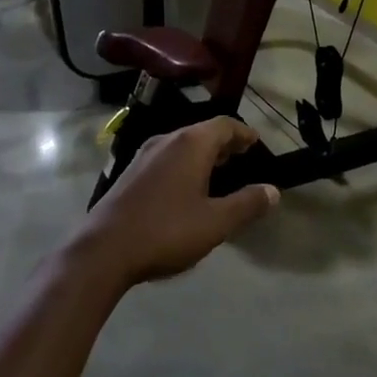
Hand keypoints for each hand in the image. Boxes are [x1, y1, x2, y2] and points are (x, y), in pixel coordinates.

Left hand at [72, 117, 279, 287]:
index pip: (224, 125)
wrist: (102, 251)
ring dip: (203, 155)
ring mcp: (144, 156)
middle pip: (202, 132)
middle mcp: (167, 141)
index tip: (256, 144)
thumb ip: (247, 204)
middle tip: (243, 158)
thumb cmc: (166, 231)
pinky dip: (184, 165)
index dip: (243, 133)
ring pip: (182, 145)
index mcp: (190, 144)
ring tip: (219, 173)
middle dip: (225, 143)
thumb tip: (273, 191)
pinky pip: (166, 159)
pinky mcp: (129, 174)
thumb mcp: (216, 222)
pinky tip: (187, 190)